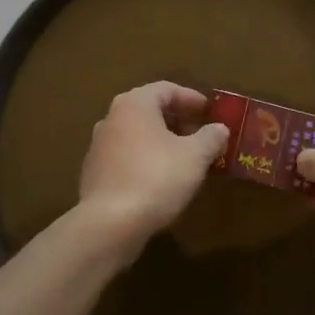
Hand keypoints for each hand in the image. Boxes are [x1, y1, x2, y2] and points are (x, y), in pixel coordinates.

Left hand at [77, 82, 229, 258]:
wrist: (109, 224)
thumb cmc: (156, 178)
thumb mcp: (195, 156)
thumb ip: (210, 137)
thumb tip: (220, 128)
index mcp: (134, 104)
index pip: (166, 89)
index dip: (191, 98)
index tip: (209, 111)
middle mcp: (111, 118)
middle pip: (149, 110)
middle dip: (177, 120)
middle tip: (200, 134)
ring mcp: (98, 147)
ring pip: (136, 134)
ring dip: (161, 141)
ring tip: (184, 157)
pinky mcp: (94, 174)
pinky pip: (126, 156)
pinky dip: (145, 159)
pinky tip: (161, 179)